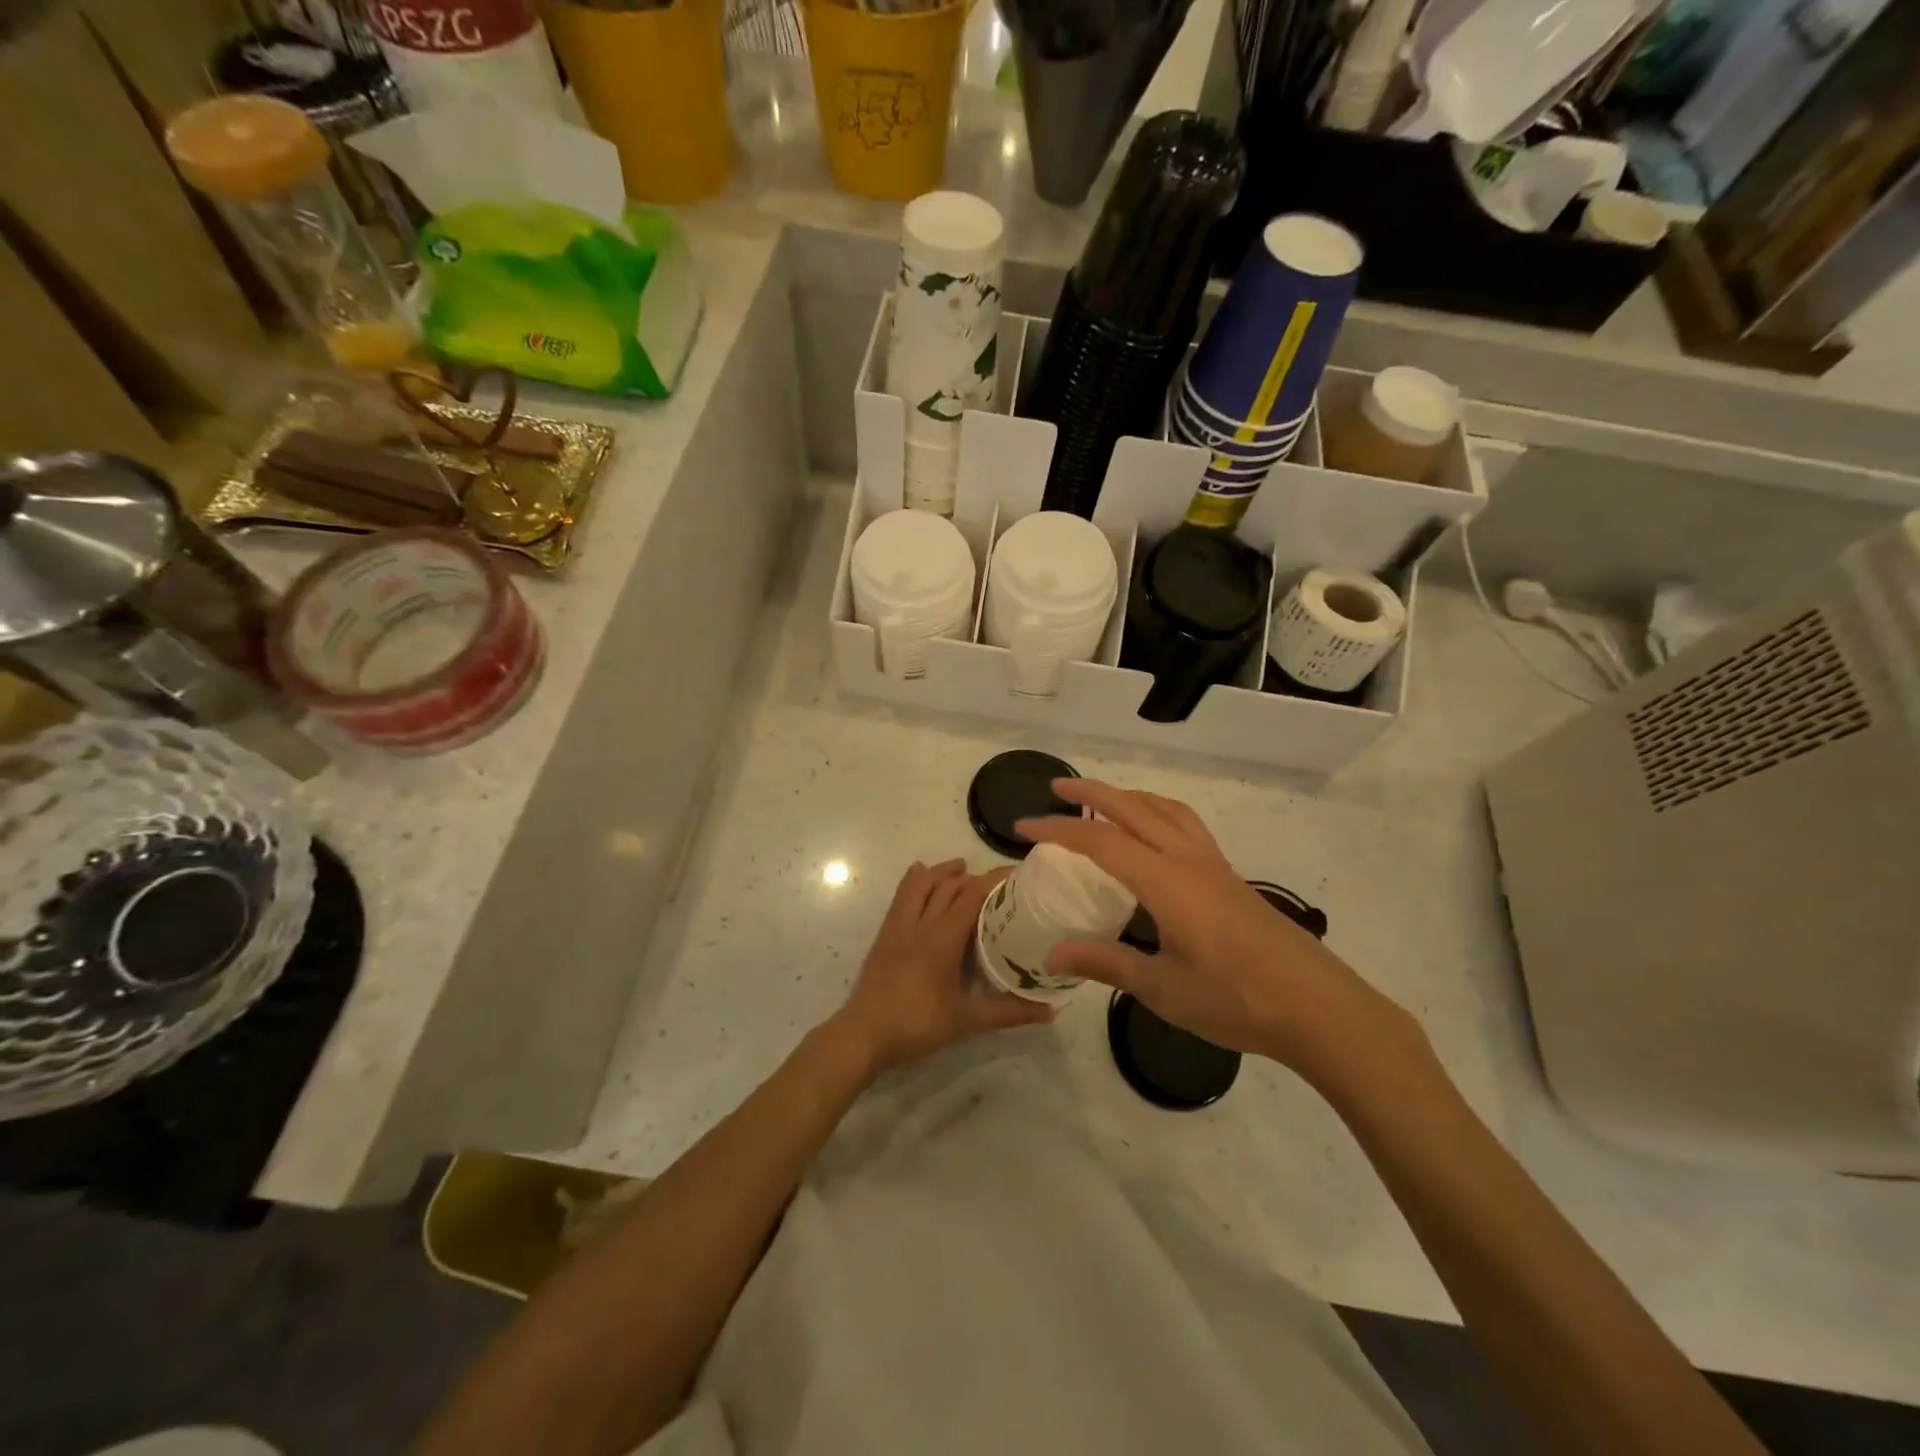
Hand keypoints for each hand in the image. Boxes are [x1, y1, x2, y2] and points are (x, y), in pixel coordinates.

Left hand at [831, 859, 1053, 1075]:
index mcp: (943, 939)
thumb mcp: (966, 1021)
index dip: (994, 881)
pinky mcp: (884, 933)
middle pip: (948, 886)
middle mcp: (921, 923)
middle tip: (996, 882)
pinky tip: (920, 874)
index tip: (1017, 875)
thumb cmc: (917, 1025)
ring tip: (960, 868)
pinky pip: (900, 895)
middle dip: (973, 877)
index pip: (972, 896)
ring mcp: (898, 926)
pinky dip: (914, 880)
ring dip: (942, 872)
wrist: (864, 1034)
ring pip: (920, 884)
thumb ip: (1008, 1013)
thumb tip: (1050, 1012)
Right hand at [1017, 781, 1425, 1087]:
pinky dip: (1157, 811)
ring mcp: (1214, 865)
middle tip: (1057, 788)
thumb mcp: (1163, 989)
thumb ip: (1106, 964)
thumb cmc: (1236, 1000)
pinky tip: (1152, 835)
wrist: (1318, 1008)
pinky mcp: (1230, 877)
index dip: (1058, 830)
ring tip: (1103, 801)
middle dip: (1092, 793)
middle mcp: (1188, 860)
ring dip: (1129, 796)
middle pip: (1134, 808)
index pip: (1100, 842)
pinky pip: (1186, 824)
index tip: (1023, 828)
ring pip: (1166, 809)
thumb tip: (1053, 953)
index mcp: (1166, 882)